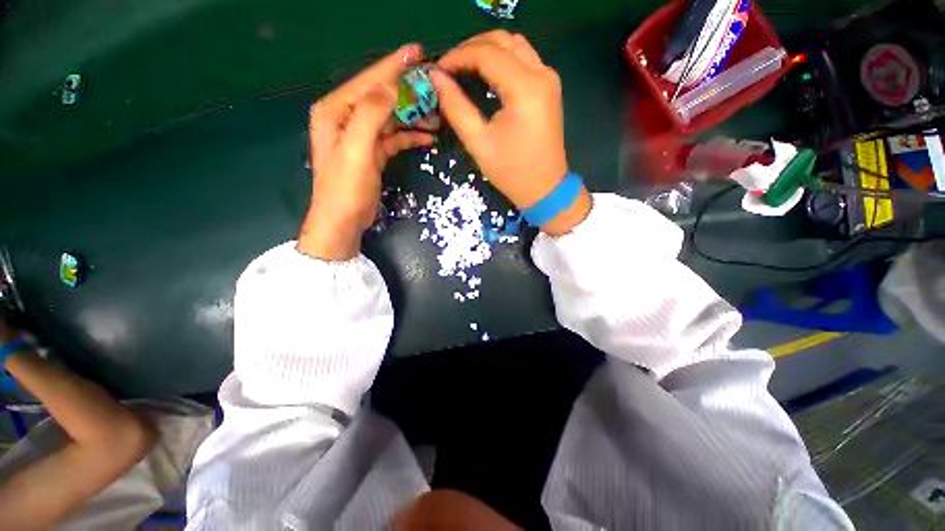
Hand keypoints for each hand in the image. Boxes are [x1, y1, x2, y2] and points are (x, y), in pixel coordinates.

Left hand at [299, 44, 435, 260]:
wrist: (343, 221)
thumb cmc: (346, 187)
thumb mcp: (357, 149)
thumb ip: (372, 114)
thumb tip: (393, 87)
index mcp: (336, 111)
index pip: (369, 81)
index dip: (393, 66)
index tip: (418, 50)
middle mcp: (347, 118)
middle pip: (382, 97)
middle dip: (409, 93)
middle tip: (435, 89)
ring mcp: (361, 136)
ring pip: (391, 118)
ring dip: (413, 117)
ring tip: (438, 117)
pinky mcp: (372, 152)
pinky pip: (394, 137)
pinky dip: (410, 136)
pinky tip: (428, 137)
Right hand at [430, 31, 591, 235]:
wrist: (544, 189)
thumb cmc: (511, 172)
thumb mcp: (479, 143)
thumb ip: (456, 107)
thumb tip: (436, 78)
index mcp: (525, 89)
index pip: (487, 53)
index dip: (458, 56)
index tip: (438, 69)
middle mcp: (542, 74)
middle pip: (503, 40)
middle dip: (471, 47)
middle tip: (449, 67)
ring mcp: (549, 79)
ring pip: (515, 45)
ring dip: (488, 50)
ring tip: (464, 68)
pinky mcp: (549, 88)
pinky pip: (524, 60)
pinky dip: (502, 60)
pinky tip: (486, 74)